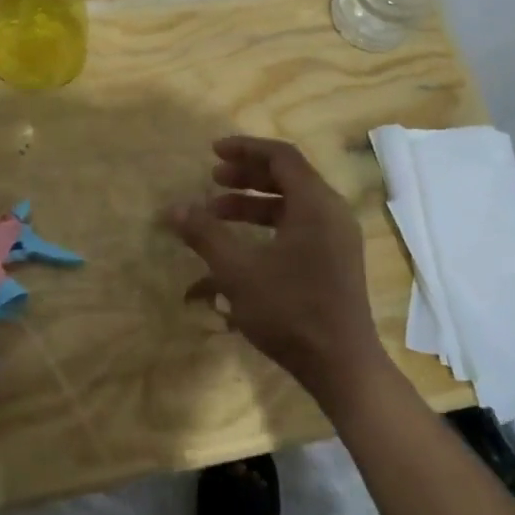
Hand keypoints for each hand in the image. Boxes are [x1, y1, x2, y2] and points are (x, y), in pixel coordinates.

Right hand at [163, 136, 386, 400]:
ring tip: (216, 213)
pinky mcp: (336, 261)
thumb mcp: (238, 271)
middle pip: (288, 177)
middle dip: (247, 175)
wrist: (341, 365)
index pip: (281, 156)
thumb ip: (205, 234)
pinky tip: (241, 246)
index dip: (245, 149)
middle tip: (212, 180)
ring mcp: (337, 238)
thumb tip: (173, 209)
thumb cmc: (290, 311)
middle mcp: (332, 213)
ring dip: (254, 203)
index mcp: (315, 204)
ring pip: (293, 205)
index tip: (213, 152)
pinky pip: (300, 226)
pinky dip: (269, 226)